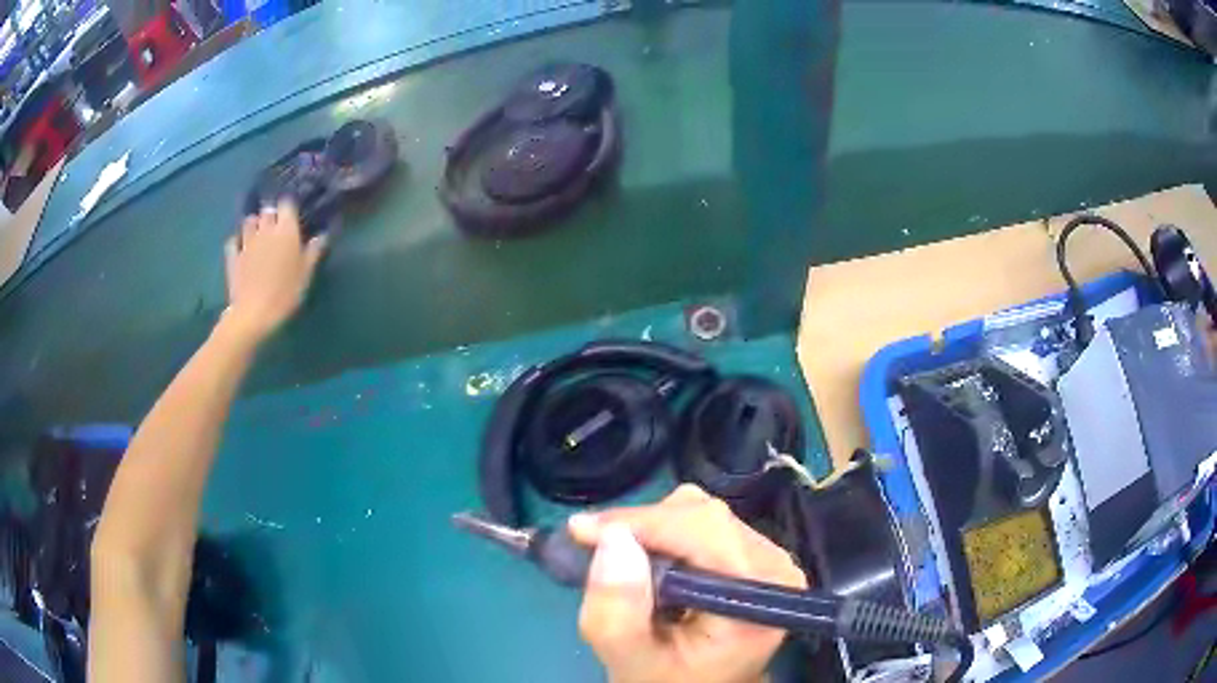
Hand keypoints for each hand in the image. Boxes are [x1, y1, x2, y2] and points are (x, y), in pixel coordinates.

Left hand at [222, 201, 326, 344]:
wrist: (253, 314)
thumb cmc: (285, 293)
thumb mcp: (305, 275)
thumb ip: (313, 252)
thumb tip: (321, 235)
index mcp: (286, 230)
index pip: (287, 203)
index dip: (290, 207)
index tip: (294, 215)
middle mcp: (265, 229)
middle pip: (268, 210)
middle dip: (272, 214)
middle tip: (277, 226)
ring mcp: (246, 242)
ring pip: (249, 221)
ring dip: (254, 224)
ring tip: (258, 234)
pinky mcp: (233, 256)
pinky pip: (234, 240)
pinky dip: (237, 240)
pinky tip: (241, 247)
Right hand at [569, 485, 806, 682]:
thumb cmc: (669, 682)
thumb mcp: (631, 659)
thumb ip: (617, 610)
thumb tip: (614, 538)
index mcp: (757, 596)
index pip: (704, 530)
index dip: (641, 522)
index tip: (581, 531)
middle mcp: (774, 567)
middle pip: (703, 516)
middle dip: (642, 529)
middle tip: (594, 551)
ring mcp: (769, 558)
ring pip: (701, 513)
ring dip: (651, 533)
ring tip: (624, 569)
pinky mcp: (755, 555)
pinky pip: (704, 525)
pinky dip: (665, 537)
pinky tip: (649, 568)